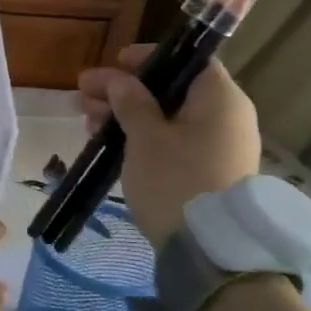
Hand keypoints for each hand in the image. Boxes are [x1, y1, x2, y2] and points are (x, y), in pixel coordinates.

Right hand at [77, 46, 261, 246]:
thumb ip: (130, 101)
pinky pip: (172, 143)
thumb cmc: (176, 181)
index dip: (149, 58)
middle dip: (125, 91)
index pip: (189, 59)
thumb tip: (118, 79)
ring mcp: (219, 148)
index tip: (114, 62)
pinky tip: (109, 144)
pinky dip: (142, 139)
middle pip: (172, 90)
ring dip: (126, 116)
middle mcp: (226, 118)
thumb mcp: (145, 137)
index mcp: (220, 99)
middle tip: (84, 96)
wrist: (210, 251)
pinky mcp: (207, 174)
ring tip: (88, 123)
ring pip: (167, 119)